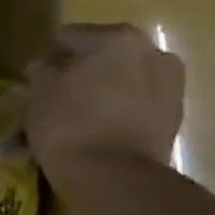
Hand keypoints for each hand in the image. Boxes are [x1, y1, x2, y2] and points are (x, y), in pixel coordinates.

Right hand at [25, 24, 184, 171]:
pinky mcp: (176, 115)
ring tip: (84, 109)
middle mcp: (152, 52)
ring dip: (107, 86)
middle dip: (84, 69)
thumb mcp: (38, 95)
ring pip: (126, 76)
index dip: (50, 55)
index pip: (70, 36)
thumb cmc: (68, 125)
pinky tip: (102, 124)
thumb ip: (40, 72)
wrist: (114, 177)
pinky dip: (123, 106)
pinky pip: (140, 100)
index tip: (38, 75)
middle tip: (60, 91)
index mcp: (116, 38)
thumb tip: (43, 67)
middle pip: (105, 53)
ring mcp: (171, 84)